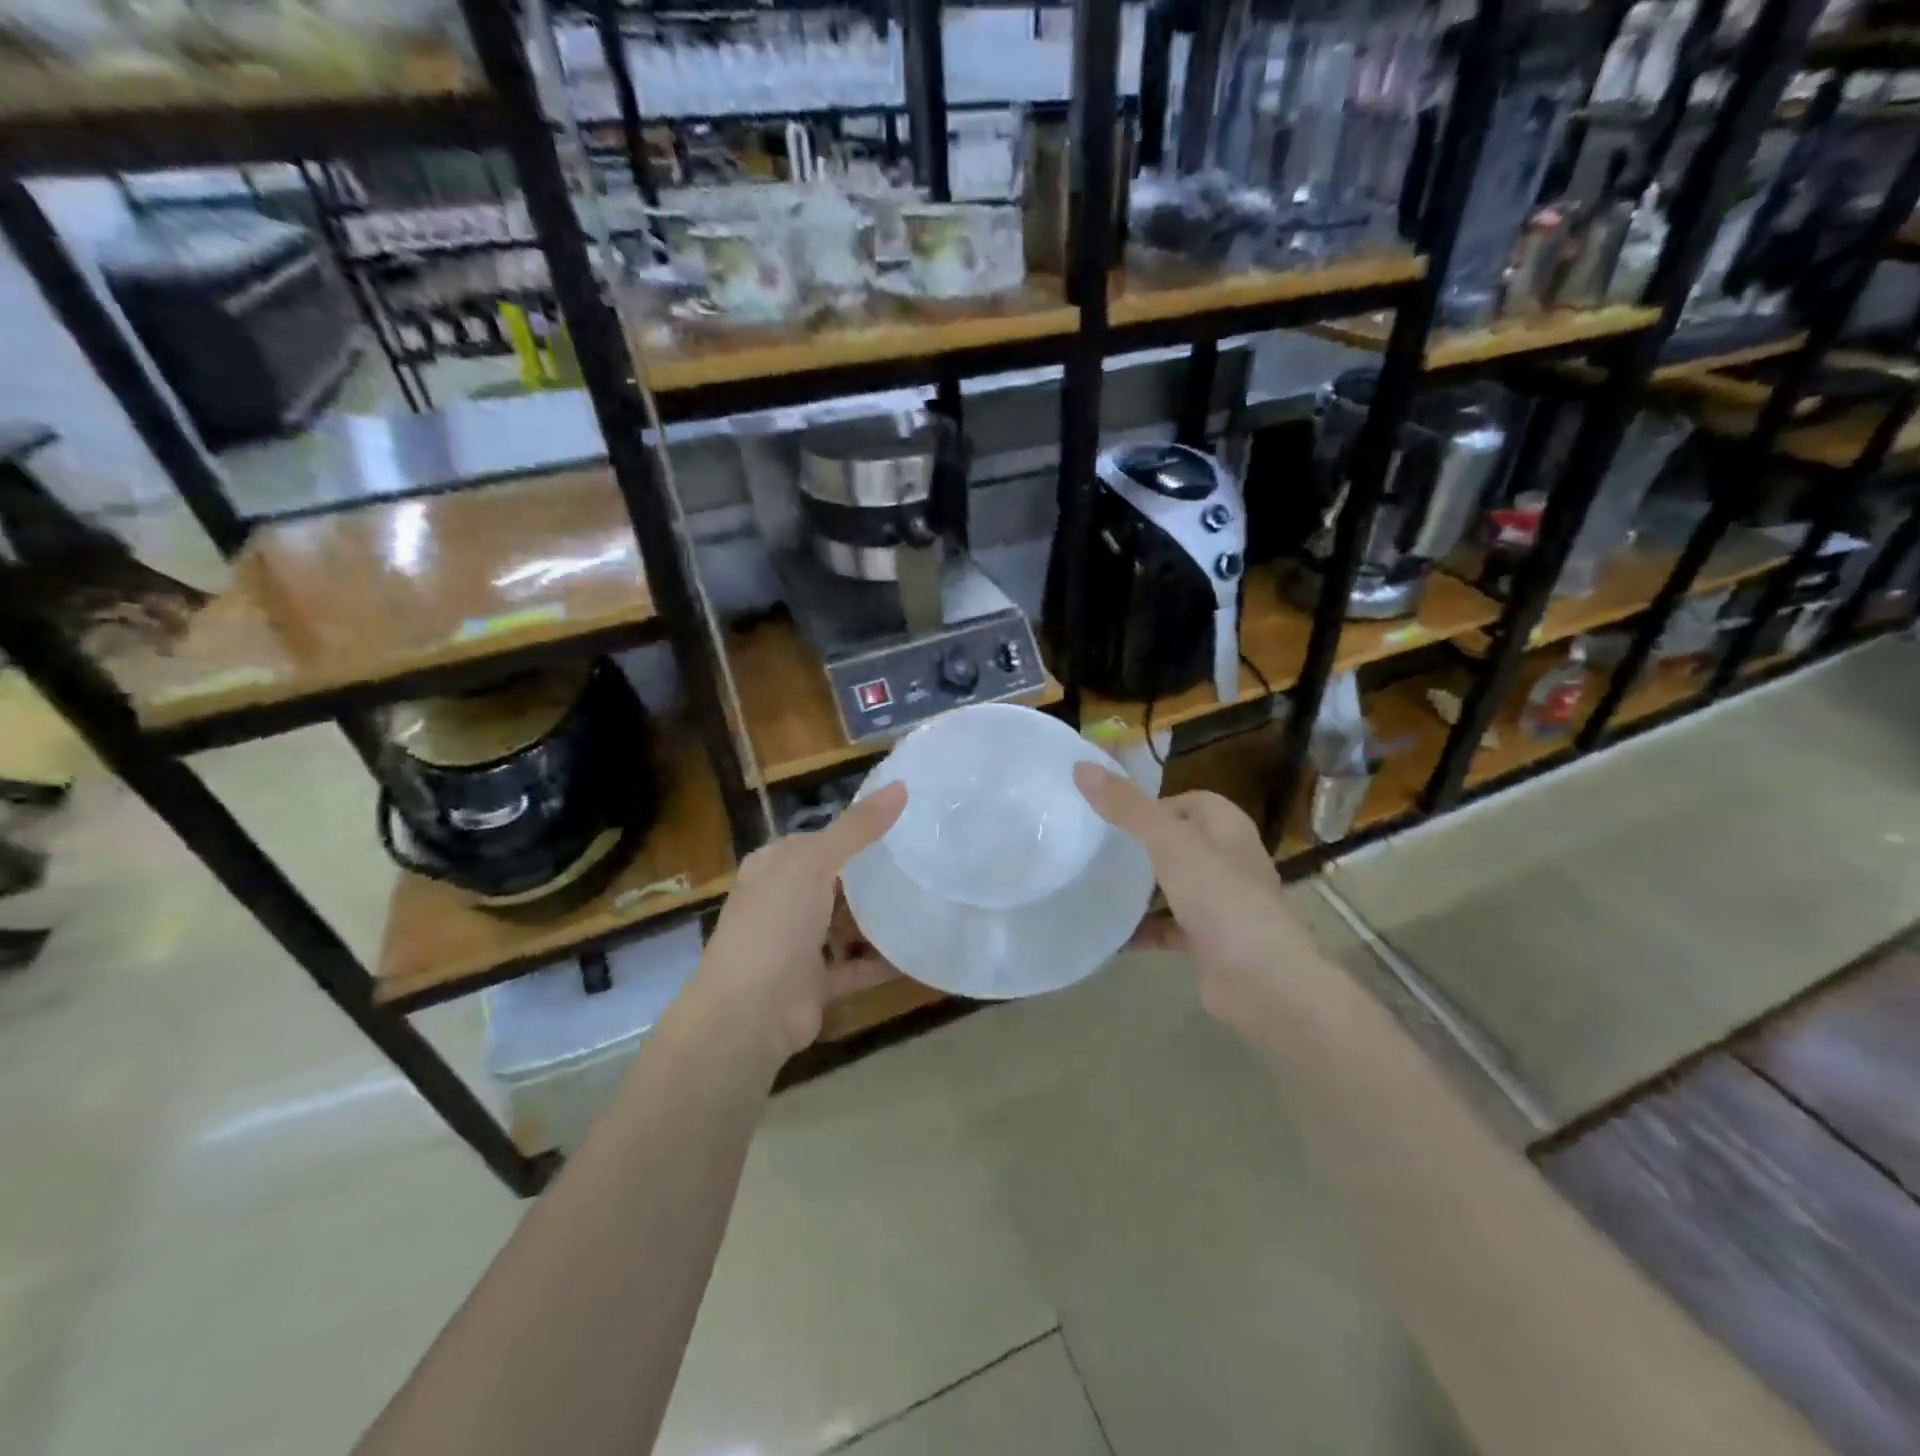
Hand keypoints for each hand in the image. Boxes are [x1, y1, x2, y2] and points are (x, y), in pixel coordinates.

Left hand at [689, 782, 907, 1059]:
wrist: (748, 1014)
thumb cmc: (775, 924)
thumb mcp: (814, 863)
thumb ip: (858, 827)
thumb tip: (901, 785)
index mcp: (774, 867)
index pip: (819, 840)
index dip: (856, 832)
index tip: (904, 825)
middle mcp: (783, 902)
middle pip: (835, 883)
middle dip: (873, 877)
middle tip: (925, 864)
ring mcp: (797, 945)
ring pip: (846, 924)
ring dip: (879, 920)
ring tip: (928, 902)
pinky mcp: (815, 982)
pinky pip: (856, 966)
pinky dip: (883, 962)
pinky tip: (920, 953)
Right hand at [1074, 763, 1319, 1037]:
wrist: (1264, 983)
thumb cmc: (1221, 899)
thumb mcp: (1168, 843)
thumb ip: (1127, 807)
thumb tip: (1082, 767)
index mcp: (1227, 828)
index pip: (1188, 801)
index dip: (1152, 804)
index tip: (1112, 816)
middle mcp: (1228, 860)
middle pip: (1177, 842)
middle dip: (1139, 845)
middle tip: (1095, 848)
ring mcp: (1221, 903)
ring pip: (1172, 885)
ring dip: (1139, 887)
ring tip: (1093, 884)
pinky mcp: (1210, 942)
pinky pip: (1168, 927)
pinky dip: (1142, 929)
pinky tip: (1109, 933)